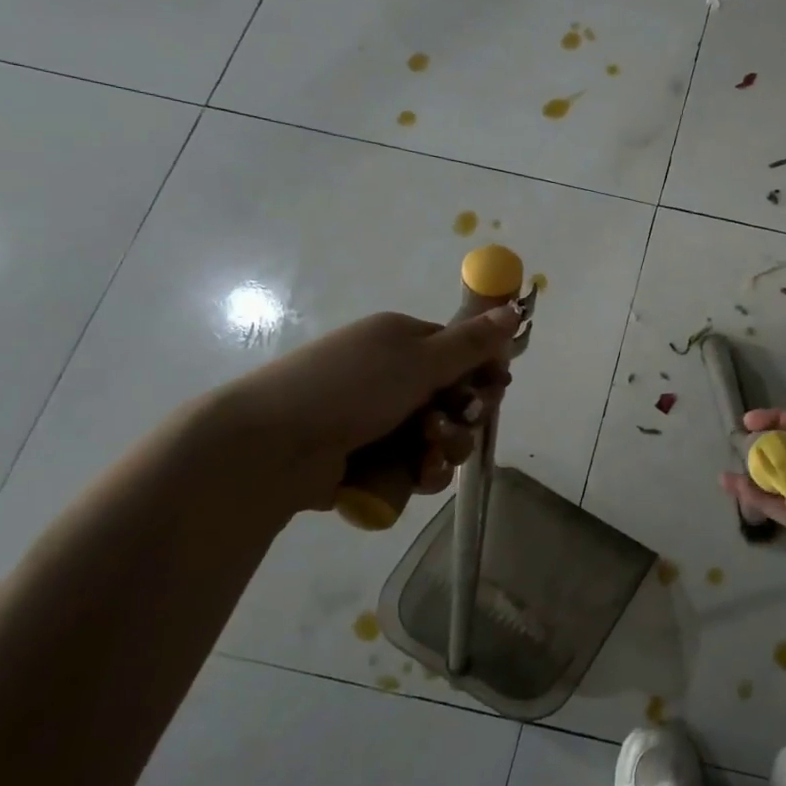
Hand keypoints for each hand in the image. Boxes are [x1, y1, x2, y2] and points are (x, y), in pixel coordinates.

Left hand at [197, 306, 517, 517]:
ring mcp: (378, 419)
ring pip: (438, 438)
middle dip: (463, 418)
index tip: (493, 390)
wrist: (271, 447)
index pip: (461, 353)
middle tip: (451, 425)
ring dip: (444, 449)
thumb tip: (514, 309)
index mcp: (401, 341)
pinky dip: (419, 472)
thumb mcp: (419, 359)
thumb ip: (472, 342)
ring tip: (426, 456)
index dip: (482, 373)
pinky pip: (413, 465)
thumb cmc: (350, 389)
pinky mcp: (368, 458)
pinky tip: (414, 476)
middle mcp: (392, 376)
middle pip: (455, 399)